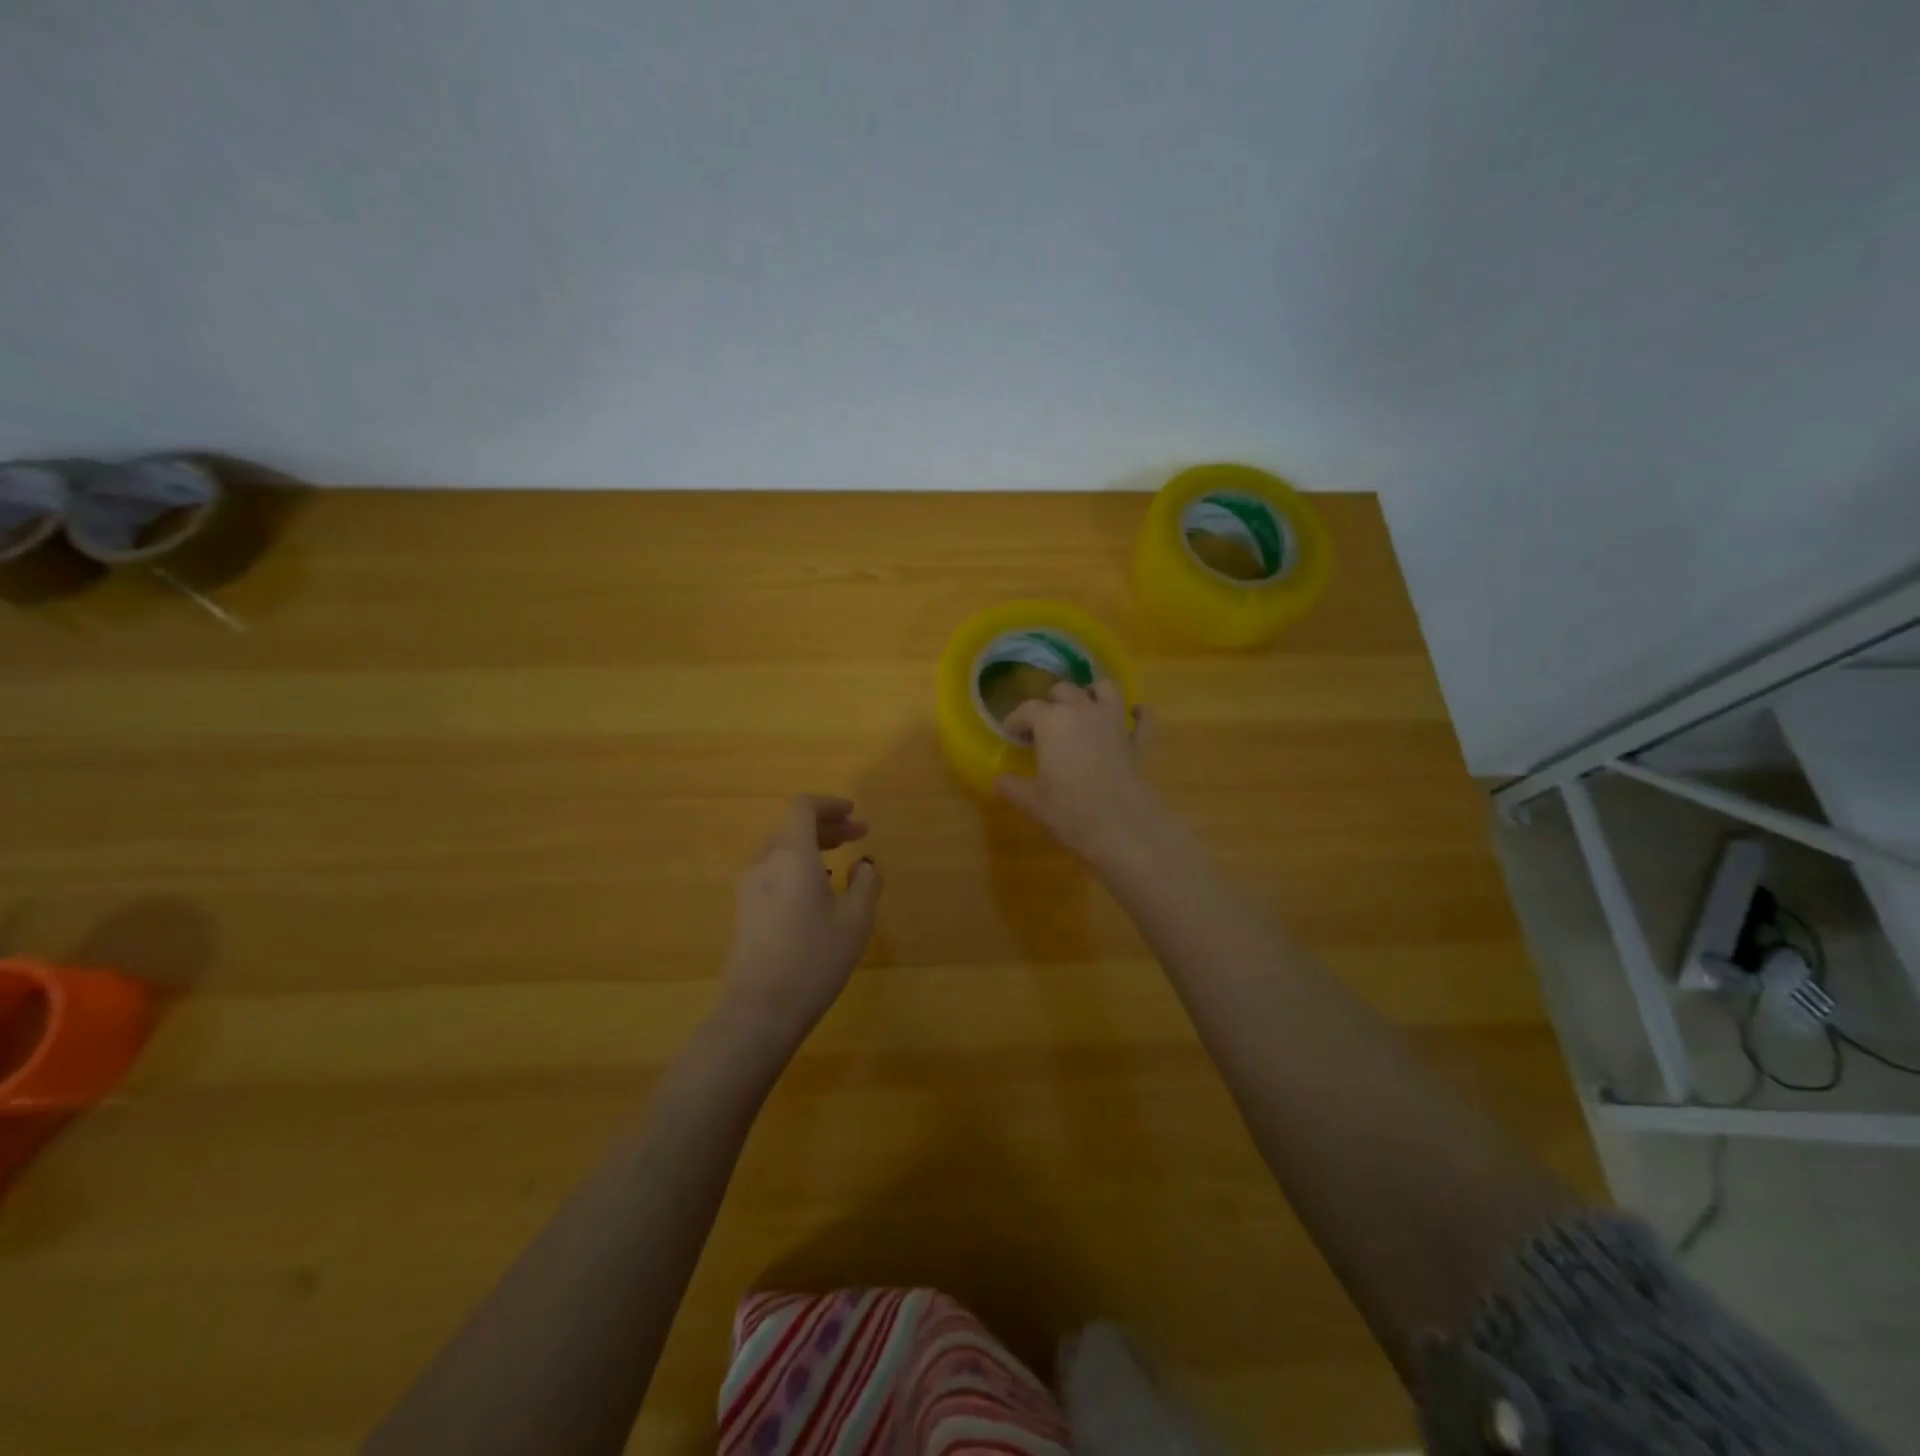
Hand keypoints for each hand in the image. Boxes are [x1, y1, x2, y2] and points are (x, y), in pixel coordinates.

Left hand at [718, 795, 881, 1050]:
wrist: (760, 1011)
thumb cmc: (814, 959)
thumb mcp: (856, 920)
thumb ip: (866, 882)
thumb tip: (863, 863)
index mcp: (791, 855)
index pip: (803, 808)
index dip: (830, 804)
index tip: (854, 813)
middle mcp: (764, 862)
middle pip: (792, 827)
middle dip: (827, 826)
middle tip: (859, 836)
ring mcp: (748, 887)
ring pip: (781, 850)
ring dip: (812, 847)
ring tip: (840, 864)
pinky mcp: (744, 910)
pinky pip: (773, 872)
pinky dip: (797, 867)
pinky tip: (816, 891)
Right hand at [996, 683, 1165, 866]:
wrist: (1121, 827)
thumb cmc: (1069, 811)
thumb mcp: (1032, 801)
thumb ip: (1012, 786)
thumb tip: (1000, 780)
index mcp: (1051, 721)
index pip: (1027, 709)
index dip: (1016, 720)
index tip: (1011, 735)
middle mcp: (1083, 711)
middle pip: (1064, 691)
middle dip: (1051, 702)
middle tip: (1043, 725)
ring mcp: (1115, 722)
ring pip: (1105, 689)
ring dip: (1093, 692)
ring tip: (1084, 706)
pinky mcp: (1138, 741)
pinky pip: (1143, 718)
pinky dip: (1138, 713)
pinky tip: (1133, 715)